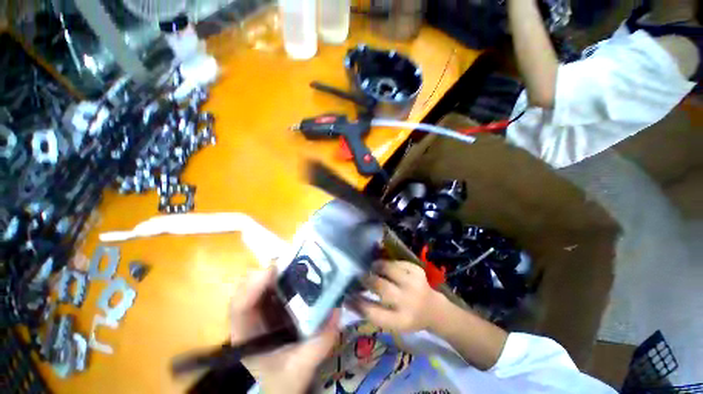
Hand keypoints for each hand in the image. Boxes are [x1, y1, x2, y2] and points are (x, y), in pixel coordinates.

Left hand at [230, 267, 339, 393]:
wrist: (283, 385)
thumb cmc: (284, 381)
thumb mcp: (301, 368)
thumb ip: (318, 345)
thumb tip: (336, 311)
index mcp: (246, 336)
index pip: (239, 307)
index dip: (252, 286)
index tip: (273, 270)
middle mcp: (249, 317)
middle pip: (248, 287)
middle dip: (268, 271)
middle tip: (293, 262)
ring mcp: (260, 309)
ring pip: (262, 282)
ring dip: (278, 270)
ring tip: (299, 263)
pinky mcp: (273, 304)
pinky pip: (275, 284)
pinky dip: (286, 275)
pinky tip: (302, 272)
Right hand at [355, 261, 444, 332]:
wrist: (433, 309)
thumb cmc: (407, 317)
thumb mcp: (391, 322)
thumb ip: (371, 311)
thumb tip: (348, 298)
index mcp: (400, 321)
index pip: (373, 312)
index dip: (358, 302)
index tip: (347, 295)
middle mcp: (409, 302)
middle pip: (381, 287)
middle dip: (367, 279)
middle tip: (359, 276)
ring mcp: (415, 284)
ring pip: (389, 269)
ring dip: (377, 267)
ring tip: (372, 268)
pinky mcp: (418, 271)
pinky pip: (397, 262)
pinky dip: (389, 263)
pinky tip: (387, 267)